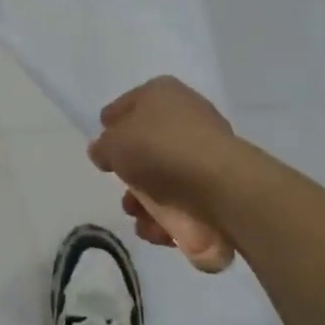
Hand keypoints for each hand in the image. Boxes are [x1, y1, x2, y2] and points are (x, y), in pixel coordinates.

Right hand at [89, 76, 237, 250]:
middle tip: (124, 195)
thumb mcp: (114, 144)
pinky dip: (172, 216)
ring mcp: (207, 149)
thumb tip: (103, 151)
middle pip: (148, 145)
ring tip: (140, 220)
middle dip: (131, 175)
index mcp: (161, 93)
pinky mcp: (222, 182)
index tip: (104, 150)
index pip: (127, 106)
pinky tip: (160, 231)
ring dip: (148, 202)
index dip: (112, 126)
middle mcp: (186, 114)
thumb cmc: (160, 149)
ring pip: (167, 176)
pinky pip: (188, 197)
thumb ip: (103, 148)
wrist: (222, 185)